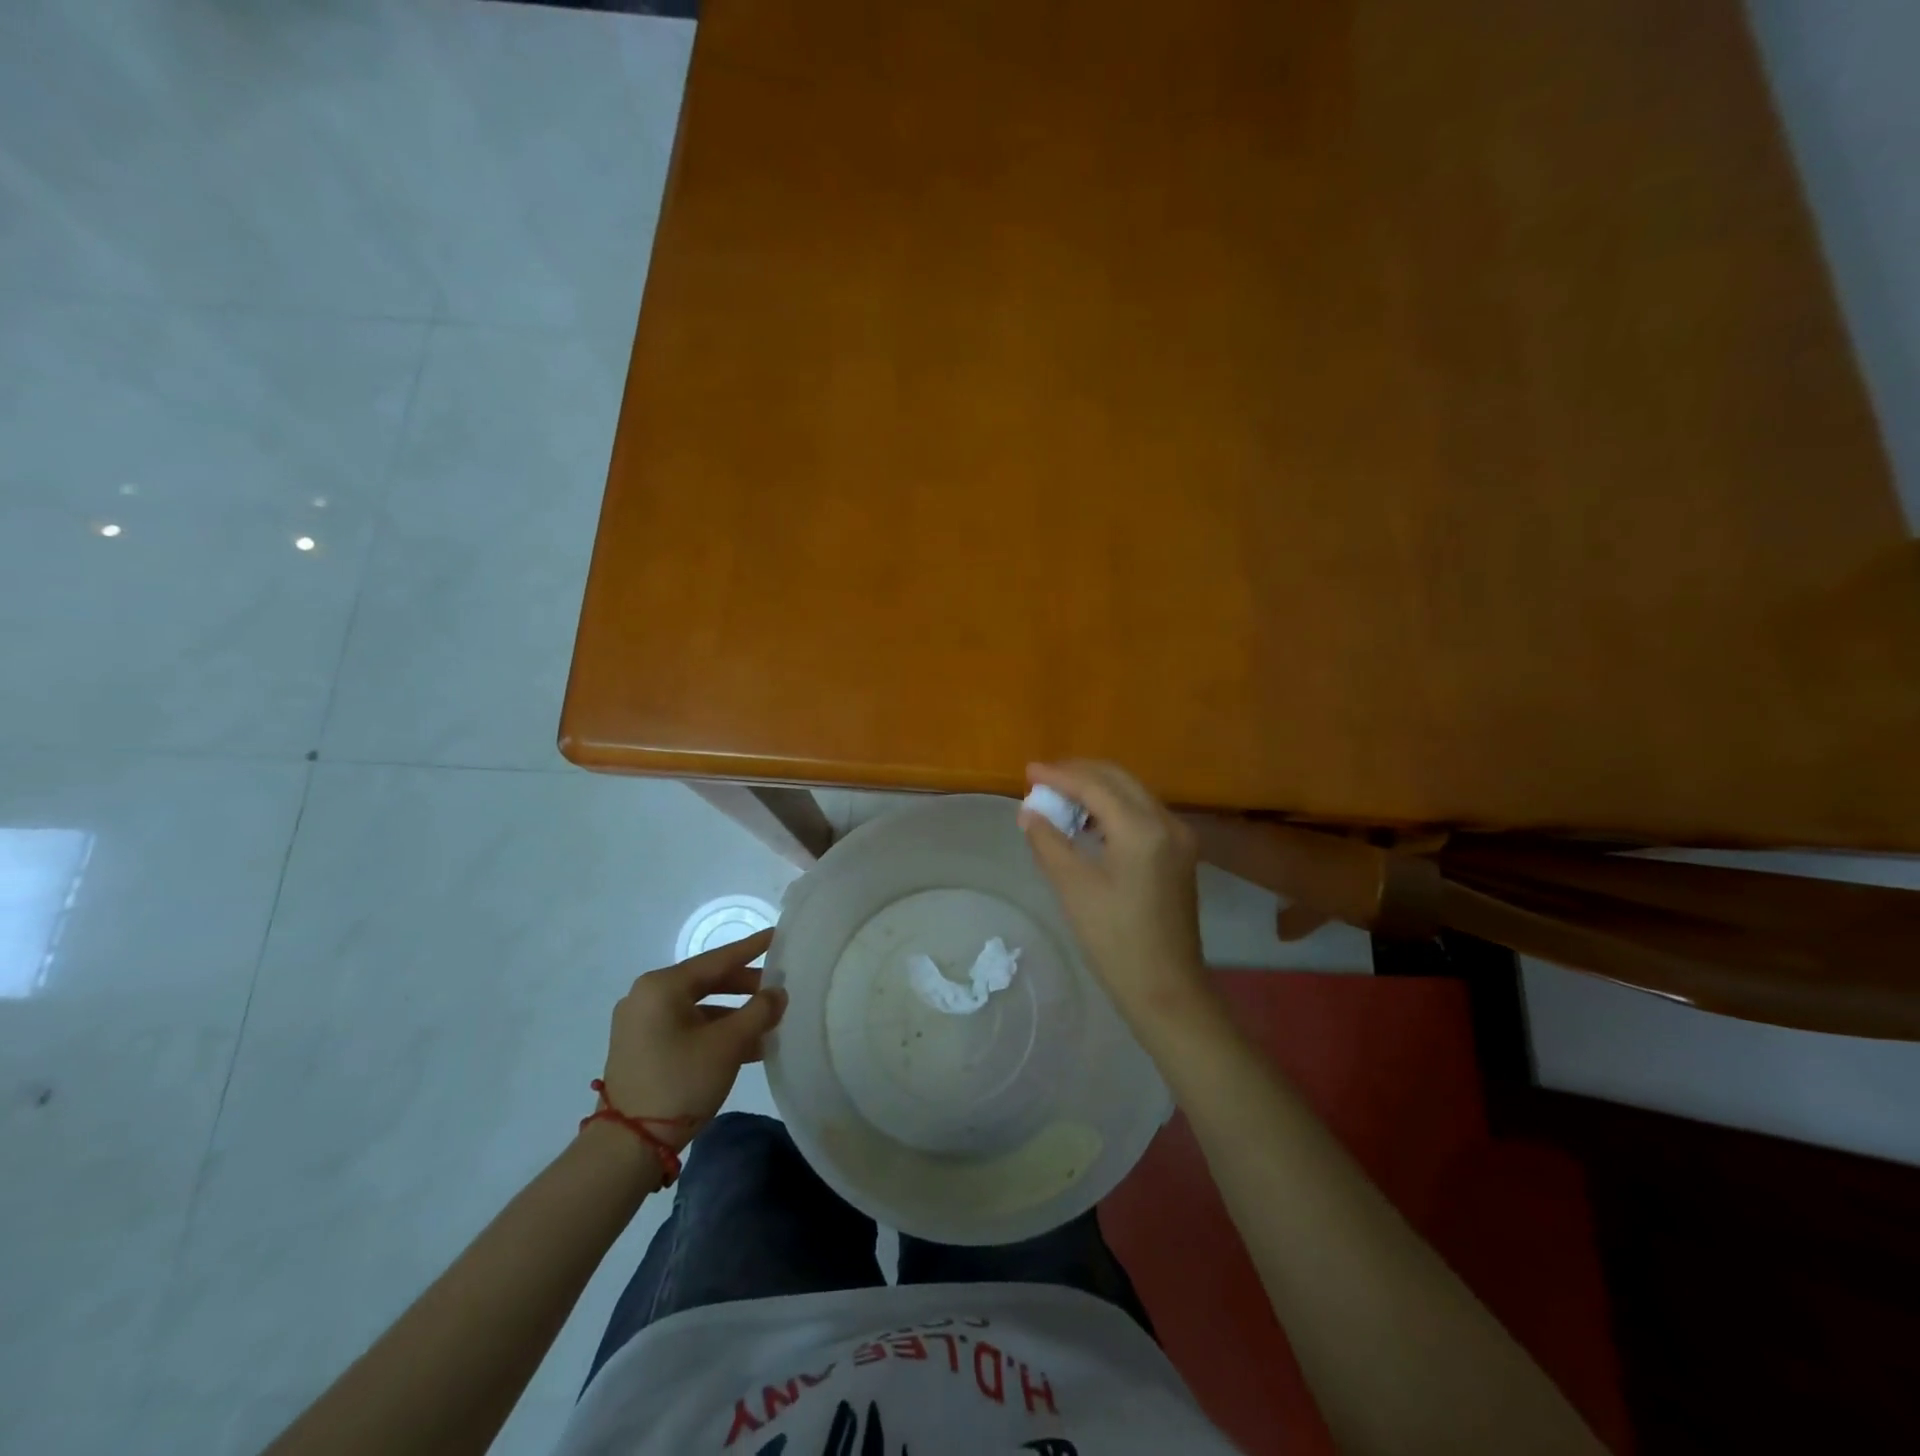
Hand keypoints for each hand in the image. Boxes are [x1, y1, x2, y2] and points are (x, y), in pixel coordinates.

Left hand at [599, 929, 786, 1149]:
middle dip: (746, 988)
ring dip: (735, 1016)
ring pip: (699, 1008)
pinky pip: (687, 1028)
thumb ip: (758, 1012)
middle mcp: (647, 997)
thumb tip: (778, 992)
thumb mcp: (728, 1044)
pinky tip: (748, 1047)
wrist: (628, 1147)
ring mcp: (641, 1025)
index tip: (777, 935)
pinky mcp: (642, 1049)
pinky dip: (716, 1033)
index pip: (717, 959)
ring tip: (770, 1024)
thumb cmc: (680, 1082)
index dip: (751, 948)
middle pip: (707, 982)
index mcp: (662, 986)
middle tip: (780, 989)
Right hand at [1019, 761, 1214, 1031]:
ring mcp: (1179, 837)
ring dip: (1096, 790)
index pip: (1095, 785)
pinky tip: (1088, 824)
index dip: (1059, 775)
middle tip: (1042, 781)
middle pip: (1118, 779)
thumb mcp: (1073, 887)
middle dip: (1078, 774)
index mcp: (1142, 829)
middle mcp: (1167, 822)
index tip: (1028, 772)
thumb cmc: (1114, 940)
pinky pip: (1142, 813)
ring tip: (1058, 800)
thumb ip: (1048, 841)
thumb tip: (1029, 811)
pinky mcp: (1179, 852)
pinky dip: (1113, 808)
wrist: (1166, 988)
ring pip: (1132, 793)